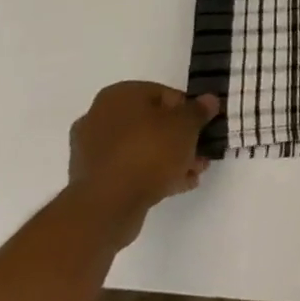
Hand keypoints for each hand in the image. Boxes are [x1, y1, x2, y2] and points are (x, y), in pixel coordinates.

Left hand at [67, 82, 218, 244]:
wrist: (108, 206)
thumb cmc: (149, 152)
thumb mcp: (187, 125)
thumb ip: (200, 110)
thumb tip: (208, 100)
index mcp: (119, 95)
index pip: (164, 94)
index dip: (188, 110)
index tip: (202, 127)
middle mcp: (99, 116)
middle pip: (152, 123)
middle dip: (178, 138)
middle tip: (200, 151)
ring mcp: (91, 150)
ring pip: (141, 147)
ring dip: (168, 157)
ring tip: (194, 172)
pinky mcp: (91, 179)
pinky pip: (129, 168)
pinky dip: (151, 173)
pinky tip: (176, 184)